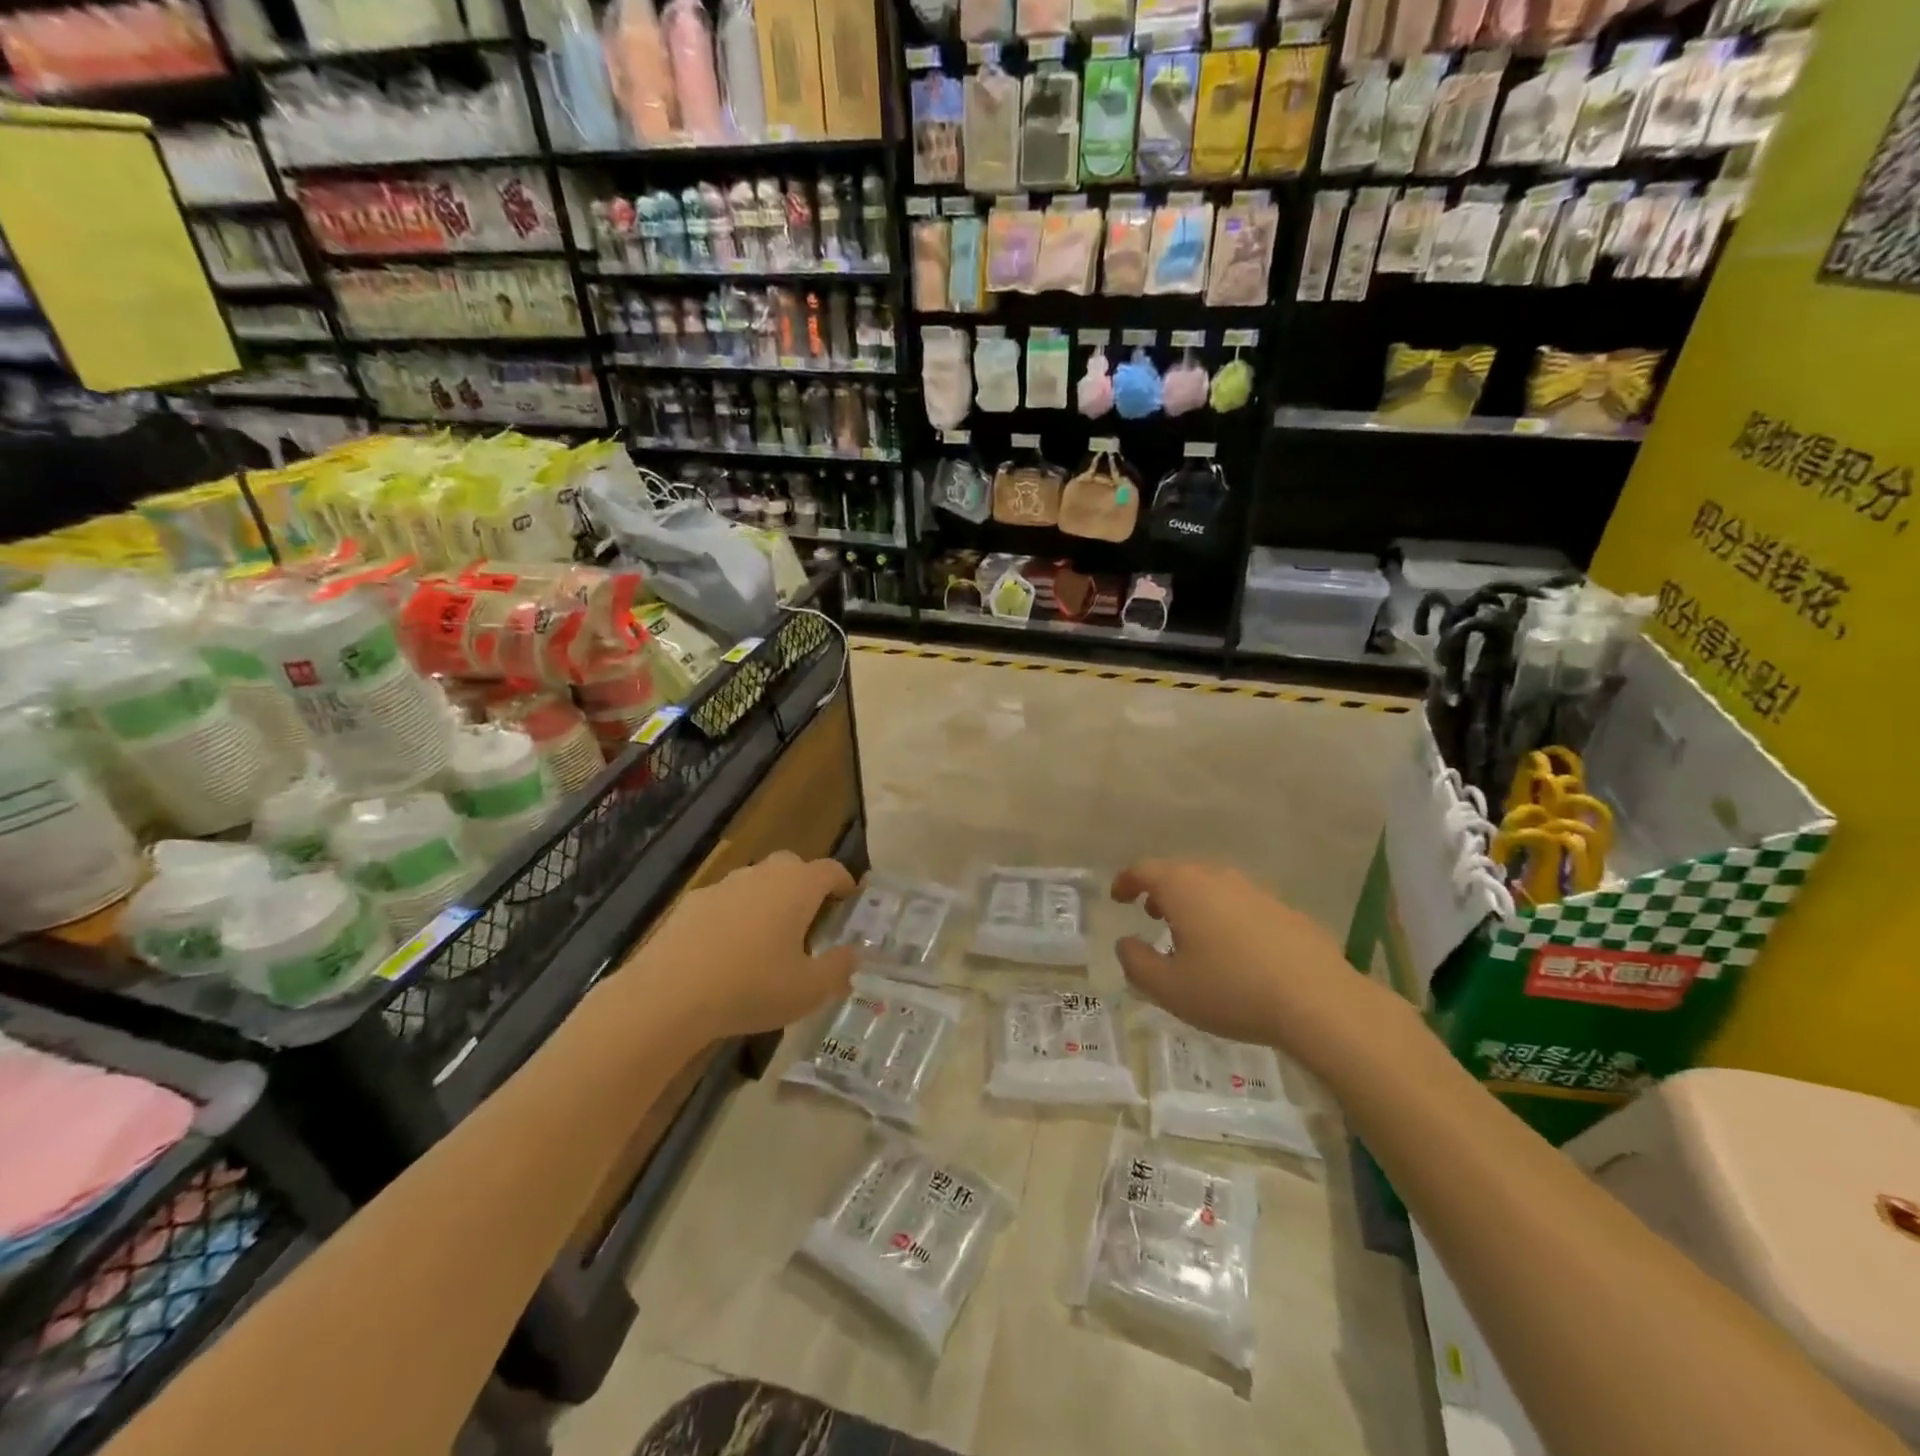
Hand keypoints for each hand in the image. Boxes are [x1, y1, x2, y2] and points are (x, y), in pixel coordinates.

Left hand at [625, 851, 858, 1039]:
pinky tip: (726, 952)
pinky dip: (734, 916)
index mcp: (798, 887)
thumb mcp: (808, 990)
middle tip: (809, 920)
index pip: (831, 870)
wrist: (668, 995)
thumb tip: (853, 954)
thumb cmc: (751, 987)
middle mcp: (762, 874)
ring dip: (768, 900)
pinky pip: (725, 902)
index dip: (844, 883)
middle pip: (792, 867)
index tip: (849, 901)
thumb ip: (838, 968)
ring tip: (767, 939)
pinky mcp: (690, 903)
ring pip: (756, 882)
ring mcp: (723, 885)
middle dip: (805, 886)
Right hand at [1111, 859, 1405, 1072]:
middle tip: (1152, 915)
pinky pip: (1242, 904)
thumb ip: (1136, 963)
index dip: (1126, 881)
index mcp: (1184, 888)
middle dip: (1161, 891)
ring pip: (1213, 886)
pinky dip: (1226, 916)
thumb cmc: (1231, 991)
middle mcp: (1218, 878)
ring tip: (1192, 934)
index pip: (1145, 870)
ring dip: (1195, 903)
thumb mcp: (1169, 988)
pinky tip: (1235, 950)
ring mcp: (1255, 891)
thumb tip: (1125, 943)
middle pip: (1180, 873)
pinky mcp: (1284, 909)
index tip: (1118, 896)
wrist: (1318, 1001)